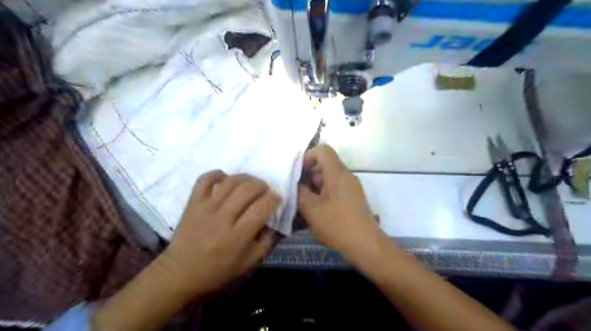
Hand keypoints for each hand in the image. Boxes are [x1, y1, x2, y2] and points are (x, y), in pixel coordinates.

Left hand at [159, 172, 279, 295]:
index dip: (273, 199)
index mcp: (237, 237)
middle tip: (266, 190)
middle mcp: (222, 219)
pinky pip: (204, 180)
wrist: (180, 273)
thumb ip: (266, 242)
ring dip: (246, 177)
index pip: (261, 208)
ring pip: (230, 182)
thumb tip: (274, 221)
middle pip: (247, 190)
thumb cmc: (217, 271)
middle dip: (262, 185)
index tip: (277, 198)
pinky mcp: (192, 203)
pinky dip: (217, 173)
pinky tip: (226, 177)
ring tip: (251, 183)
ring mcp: (205, 208)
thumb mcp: (248, 263)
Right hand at [298, 145, 380, 252]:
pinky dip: (322, 196)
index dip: (307, 156)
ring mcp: (350, 188)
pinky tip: (315, 212)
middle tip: (296, 192)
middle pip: (324, 166)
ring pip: (328, 179)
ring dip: (313, 188)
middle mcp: (346, 176)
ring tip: (303, 205)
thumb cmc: (337, 224)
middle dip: (307, 176)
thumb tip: (295, 184)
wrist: (366, 245)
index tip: (297, 172)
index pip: (323, 150)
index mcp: (337, 173)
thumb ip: (299, 192)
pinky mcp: (352, 198)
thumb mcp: (311, 209)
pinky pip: (334, 189)